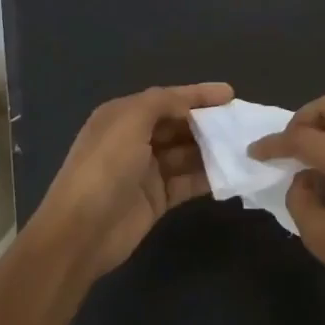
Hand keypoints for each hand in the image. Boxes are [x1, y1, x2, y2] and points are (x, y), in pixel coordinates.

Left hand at [29, 83, 233, 280]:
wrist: (81, 231)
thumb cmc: (105, 167)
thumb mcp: (130, 121)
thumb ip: (162, 103)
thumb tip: (190, 104)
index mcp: (123, 116)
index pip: (167, 99)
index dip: (198, 94)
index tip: (231, 94)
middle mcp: (135, 139)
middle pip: (179, 125)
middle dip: (209, 122)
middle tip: (242, 123)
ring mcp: (147, 170)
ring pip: (187, 153)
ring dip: (212, 149)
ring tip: (244, 147)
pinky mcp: (157, 198)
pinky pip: (188, 181)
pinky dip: (208, 176)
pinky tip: (232, 173)